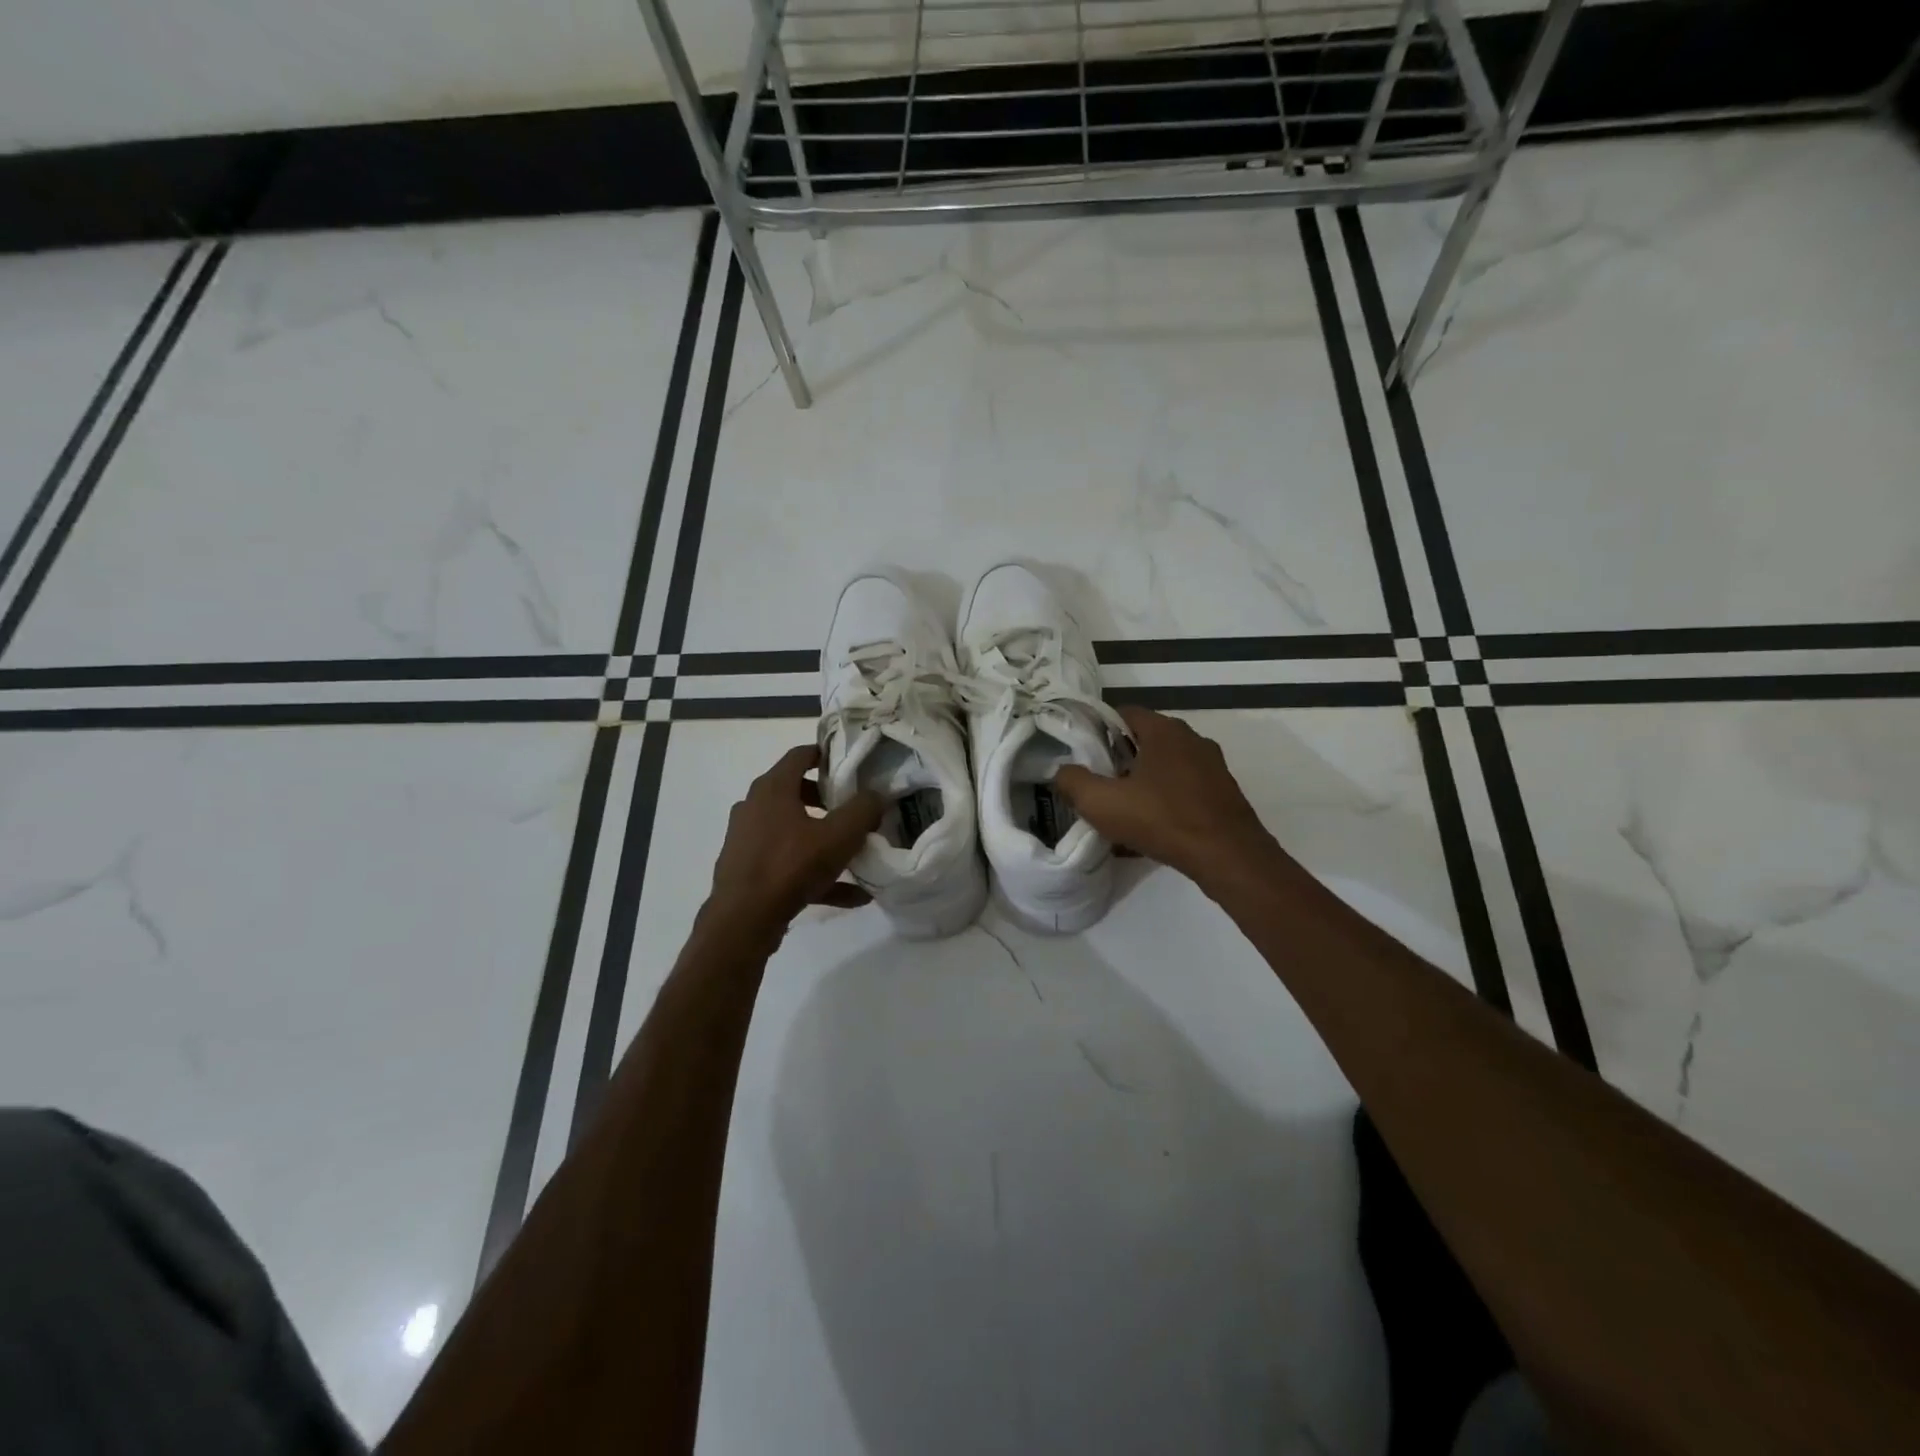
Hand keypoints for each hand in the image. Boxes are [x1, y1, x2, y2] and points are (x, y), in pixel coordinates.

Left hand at [706, 746, 884, 946]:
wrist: (743, 922)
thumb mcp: (838, 836)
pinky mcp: (748, 870)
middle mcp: (754, 807)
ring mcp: (747, 839)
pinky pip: (789, 863)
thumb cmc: (791, 866)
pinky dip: (816, 873)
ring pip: (793, 830)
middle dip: (828, 799)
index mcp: (772, 789)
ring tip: (856, 854)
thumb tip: (877, 795)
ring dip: (823, 839)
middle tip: (855, 809)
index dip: (827, 754)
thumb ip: (863, 810)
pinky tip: (852, 895)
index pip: (800, 754)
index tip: (852, 764)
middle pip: (796, 792)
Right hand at [1054, 707, 1282, 892]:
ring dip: (1142, 783)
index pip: (1123, 714)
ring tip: (1123, 811)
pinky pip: (1183, 789)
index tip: (1083, 757)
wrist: (1228, 857)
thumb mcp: (1102, 803)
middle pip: (1144, 741)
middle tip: (1099, 786)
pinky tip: (1151, 829)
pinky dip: (1164, 801)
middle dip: (1119, 761)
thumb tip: (1061, 772)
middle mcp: (1192, 739)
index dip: (1098, 732)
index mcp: (1164, 730)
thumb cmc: (1162, 819)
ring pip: (1165, 767)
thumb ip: (1073, 782)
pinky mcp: (1223, 793)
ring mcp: (1212, 766)